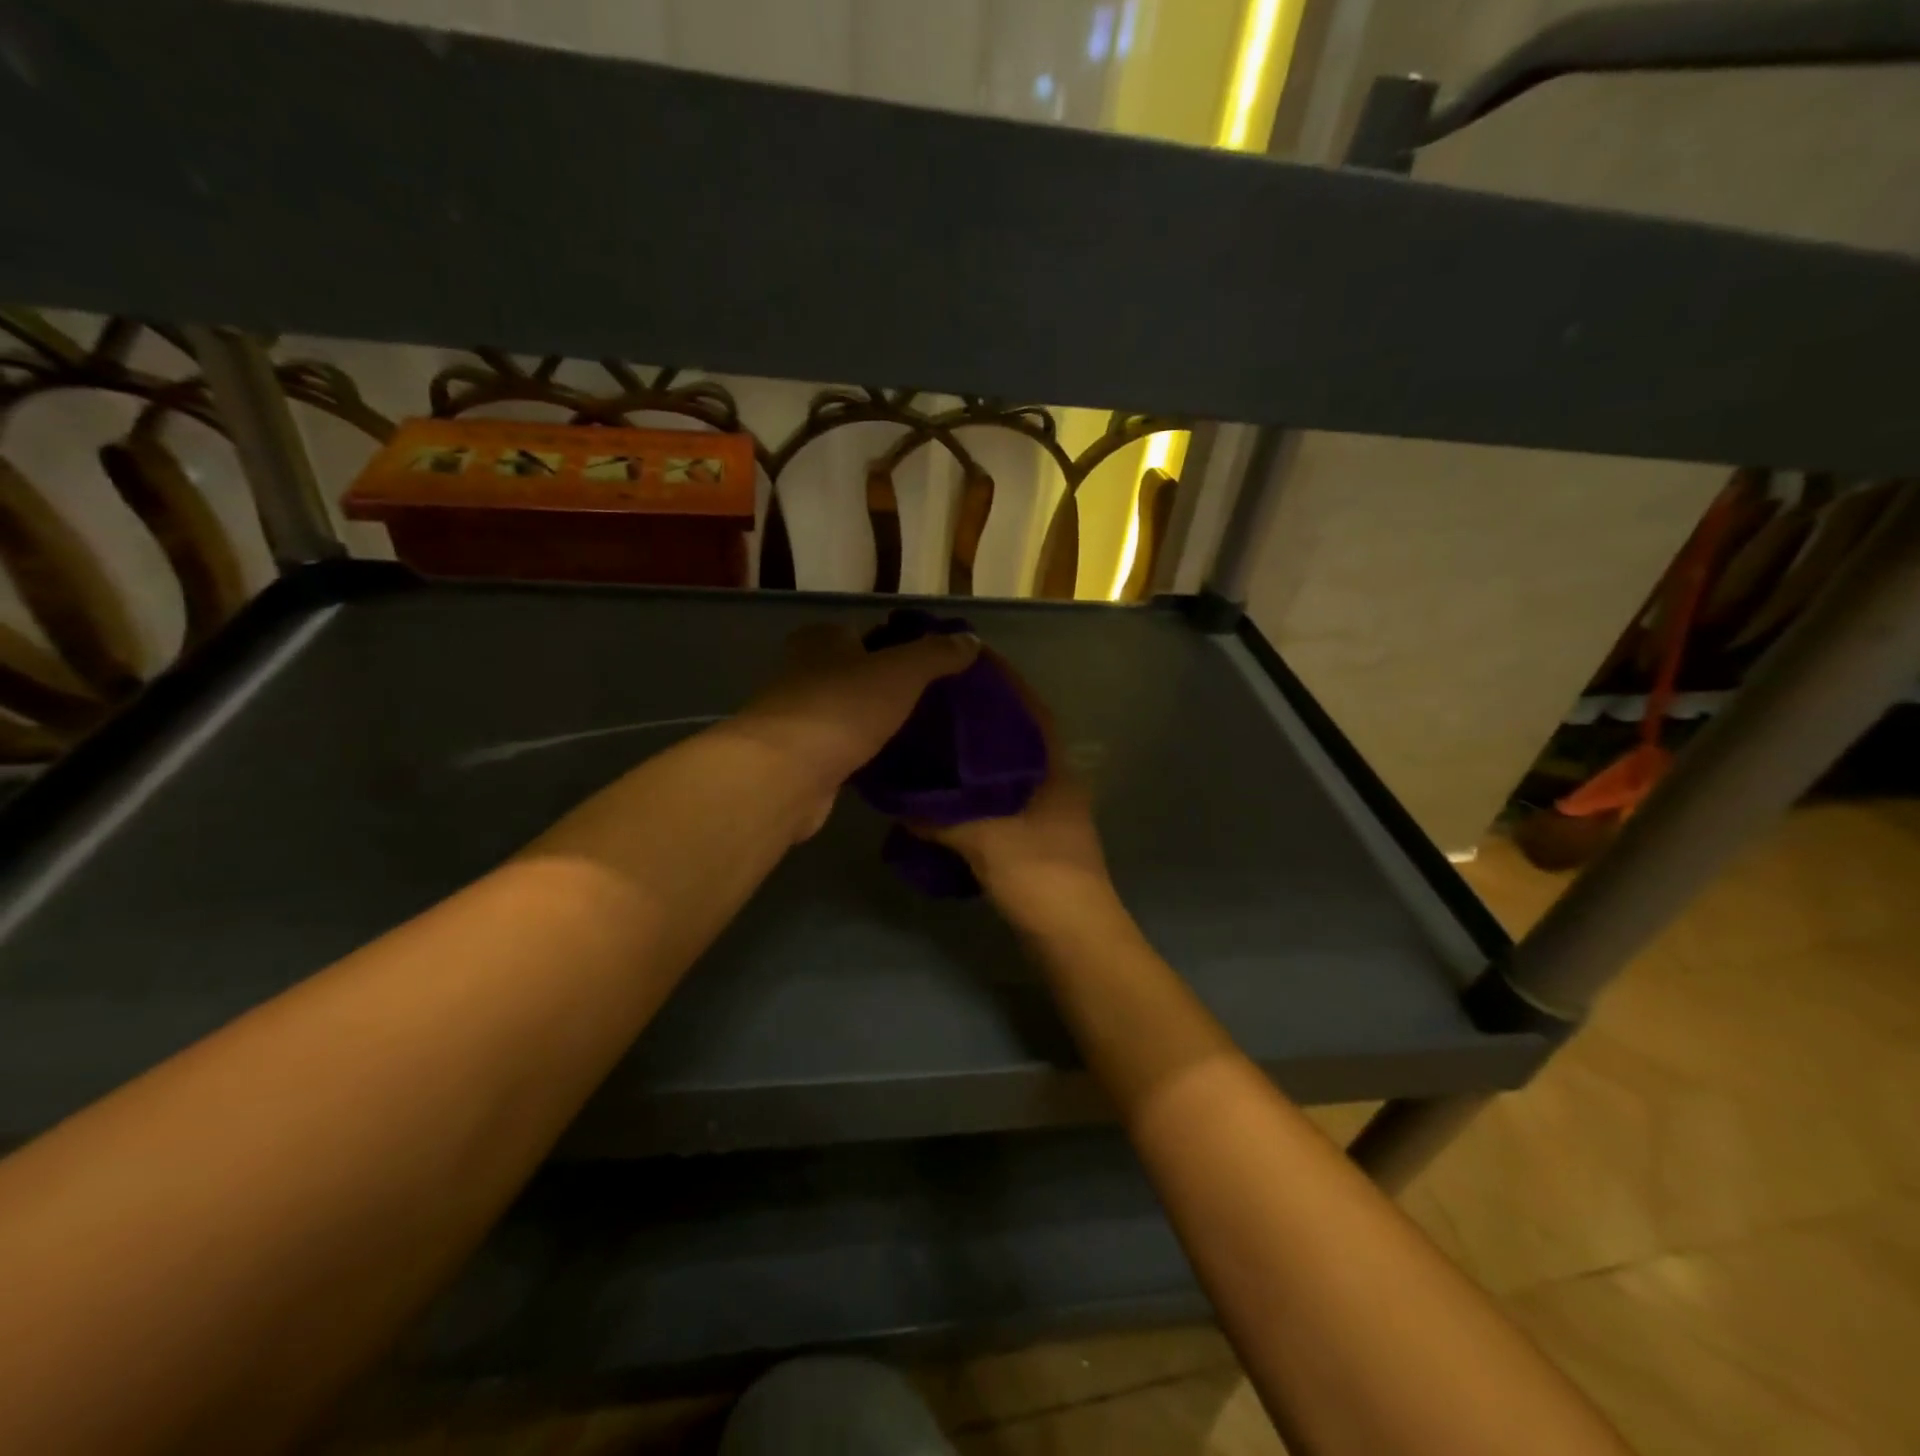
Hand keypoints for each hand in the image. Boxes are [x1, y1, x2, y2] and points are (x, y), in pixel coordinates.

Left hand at [730, 623, 978, 835]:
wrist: (787, 773)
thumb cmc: (843, 707)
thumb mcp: (901, 671)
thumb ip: (936, 654)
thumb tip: (970, 639)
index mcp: (822, 639)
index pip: (866, 632)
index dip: (899, 645)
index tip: (932, 666)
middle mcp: (804, 671)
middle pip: (855, 673)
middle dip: (887, 685)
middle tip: (931, 702)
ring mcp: (799, 716)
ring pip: (848, 712)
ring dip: (874, 721)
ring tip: (918, 732)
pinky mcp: (800, 758)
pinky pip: (841, 748)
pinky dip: (862, 752)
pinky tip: (890, 762)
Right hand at [921, 652, 1112, 923]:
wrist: (1074, 934)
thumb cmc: (1040, 874)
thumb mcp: (985, 839)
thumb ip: (940, 817)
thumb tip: (899, 802)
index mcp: (1053, 766)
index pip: (1028, 707)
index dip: (1002, 680)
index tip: (967, 659)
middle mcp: (1054, 779)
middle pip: (1016, 733)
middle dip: (982, 713)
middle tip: (937, 696)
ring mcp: (1047, 808)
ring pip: (1007, 766)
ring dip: (977, 751)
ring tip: (935, 736)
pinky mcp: (1034, 834)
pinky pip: (999, 796)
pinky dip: (974, 787)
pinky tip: (945, 791)